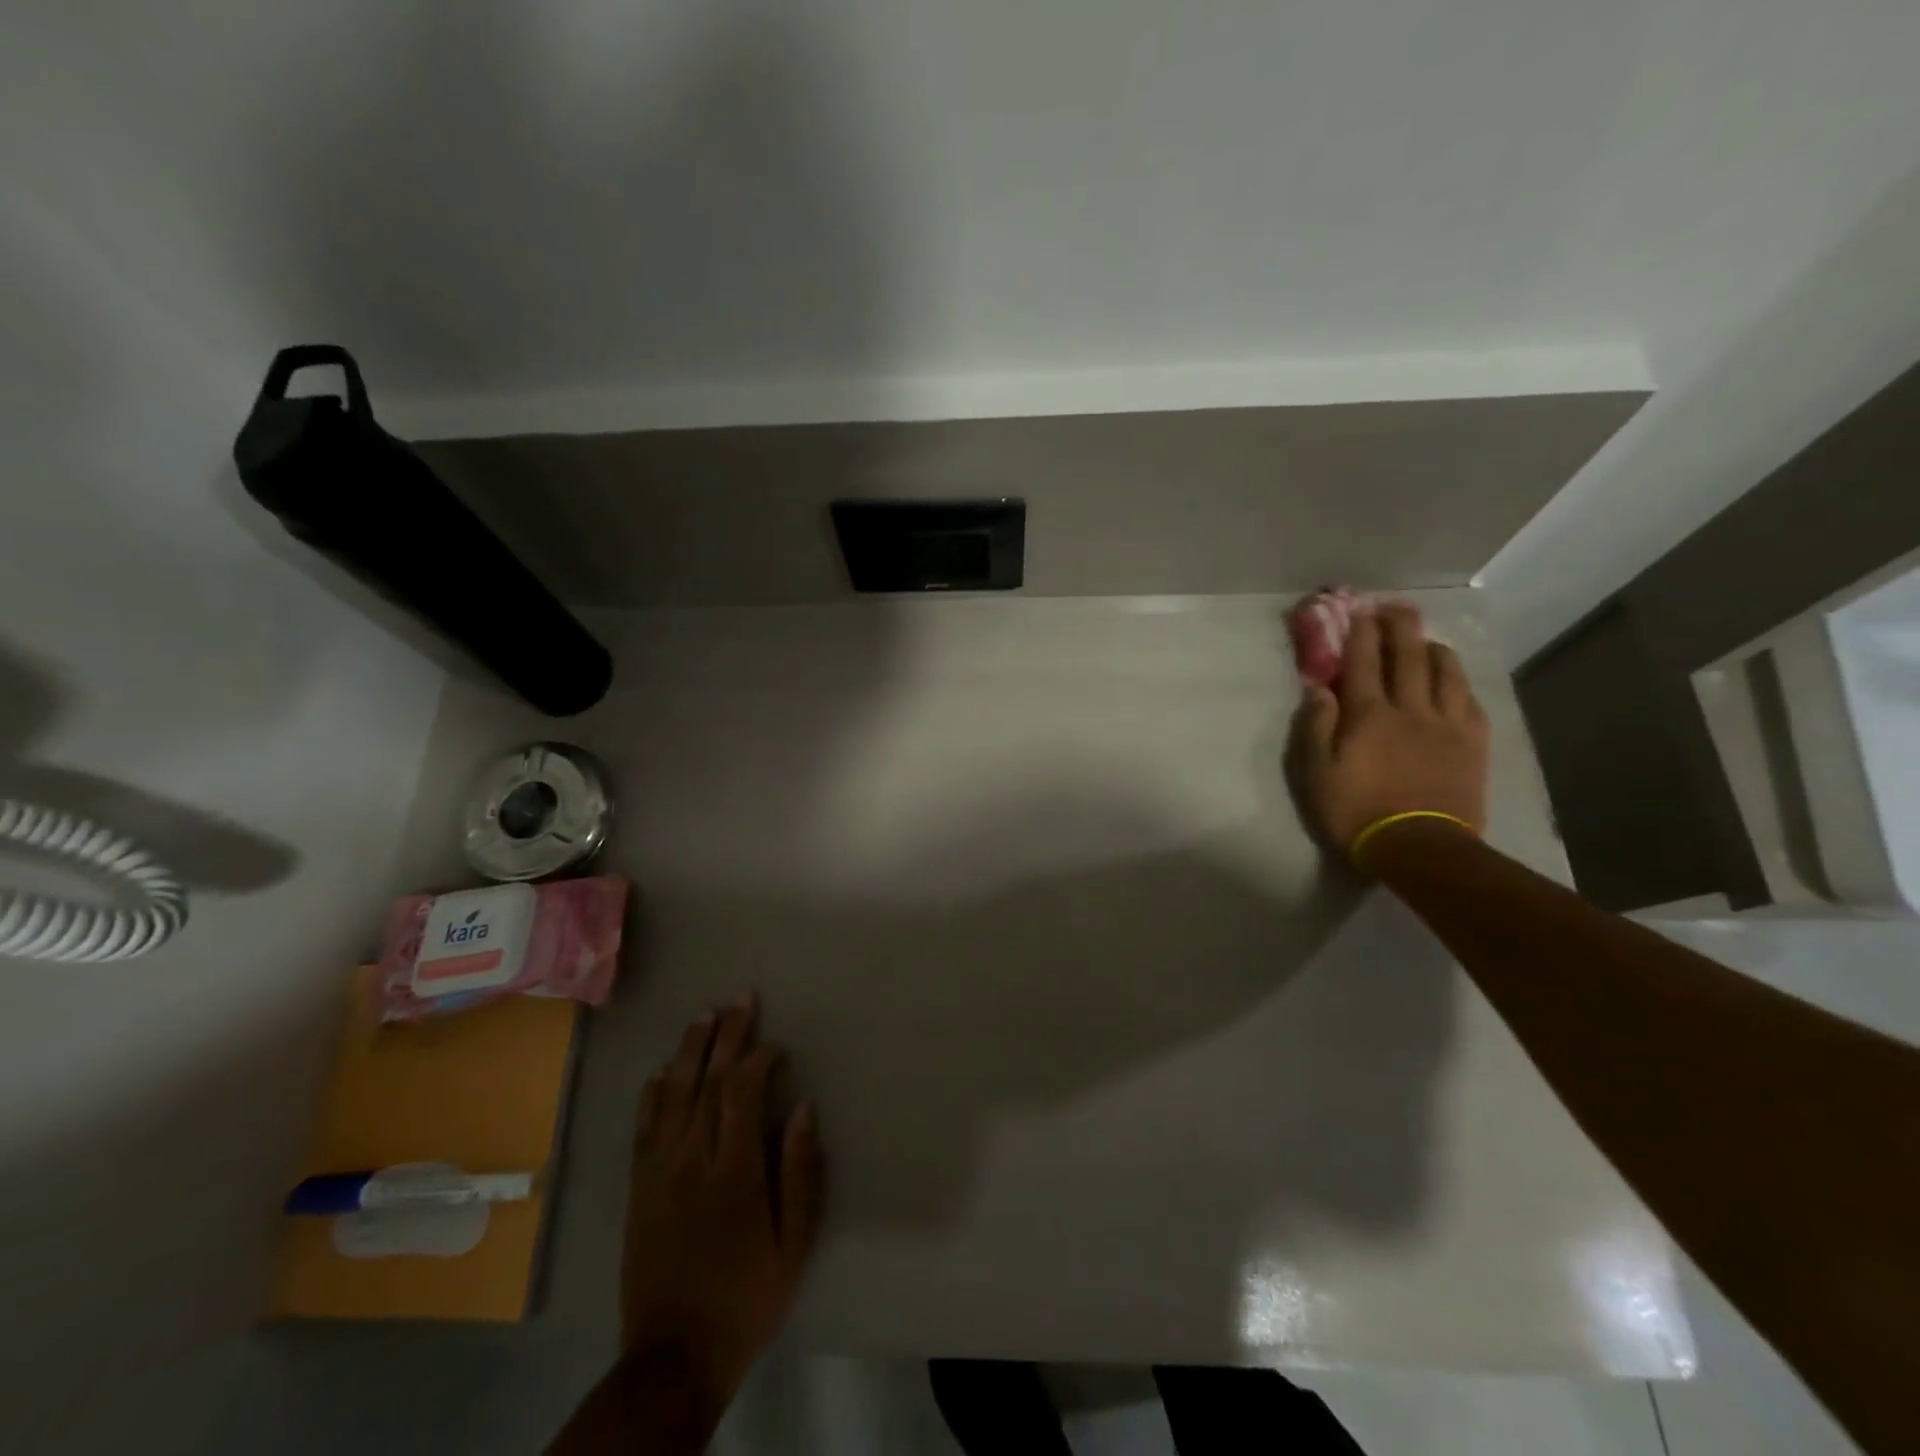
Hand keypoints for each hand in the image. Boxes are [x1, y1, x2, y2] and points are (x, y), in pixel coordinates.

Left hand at [621, 994, 823, 1401]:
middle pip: (706, 1082)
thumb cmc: (747, 1296)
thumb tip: (804, 1108)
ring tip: (703, 1016)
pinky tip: (662, 1071)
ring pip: (671, 1095)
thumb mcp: (793, 1243)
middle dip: (725, 1035)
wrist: (673, 1357)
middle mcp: (690, 1160)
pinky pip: (643, 1127)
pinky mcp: (637, 1187)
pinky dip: (653, 1093)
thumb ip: (799, 1171)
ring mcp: (657, 1172)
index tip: (775, 1044)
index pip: (741, 1093)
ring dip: (689, 1051)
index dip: (757, 1058)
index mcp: (733, 1171)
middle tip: (739, 999)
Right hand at [1288, 601, 1489, 861]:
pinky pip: (1470, 701)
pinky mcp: (1473, 743)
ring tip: (1425, 639)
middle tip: (1394, 607)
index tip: (1358, 611)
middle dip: (1399, 626)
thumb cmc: (1355, 811)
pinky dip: (1458, 682)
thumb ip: (1315, 727)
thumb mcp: (1315, 773)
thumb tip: (1318, 689)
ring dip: (1432, 648)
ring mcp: (1447, 724)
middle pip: (1407, 655)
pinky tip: (1453, 680)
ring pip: (1445, 672)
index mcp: (1368, 715)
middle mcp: (1410, 708)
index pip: (1362, 662)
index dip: (1359, 633)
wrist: (1419, 847)